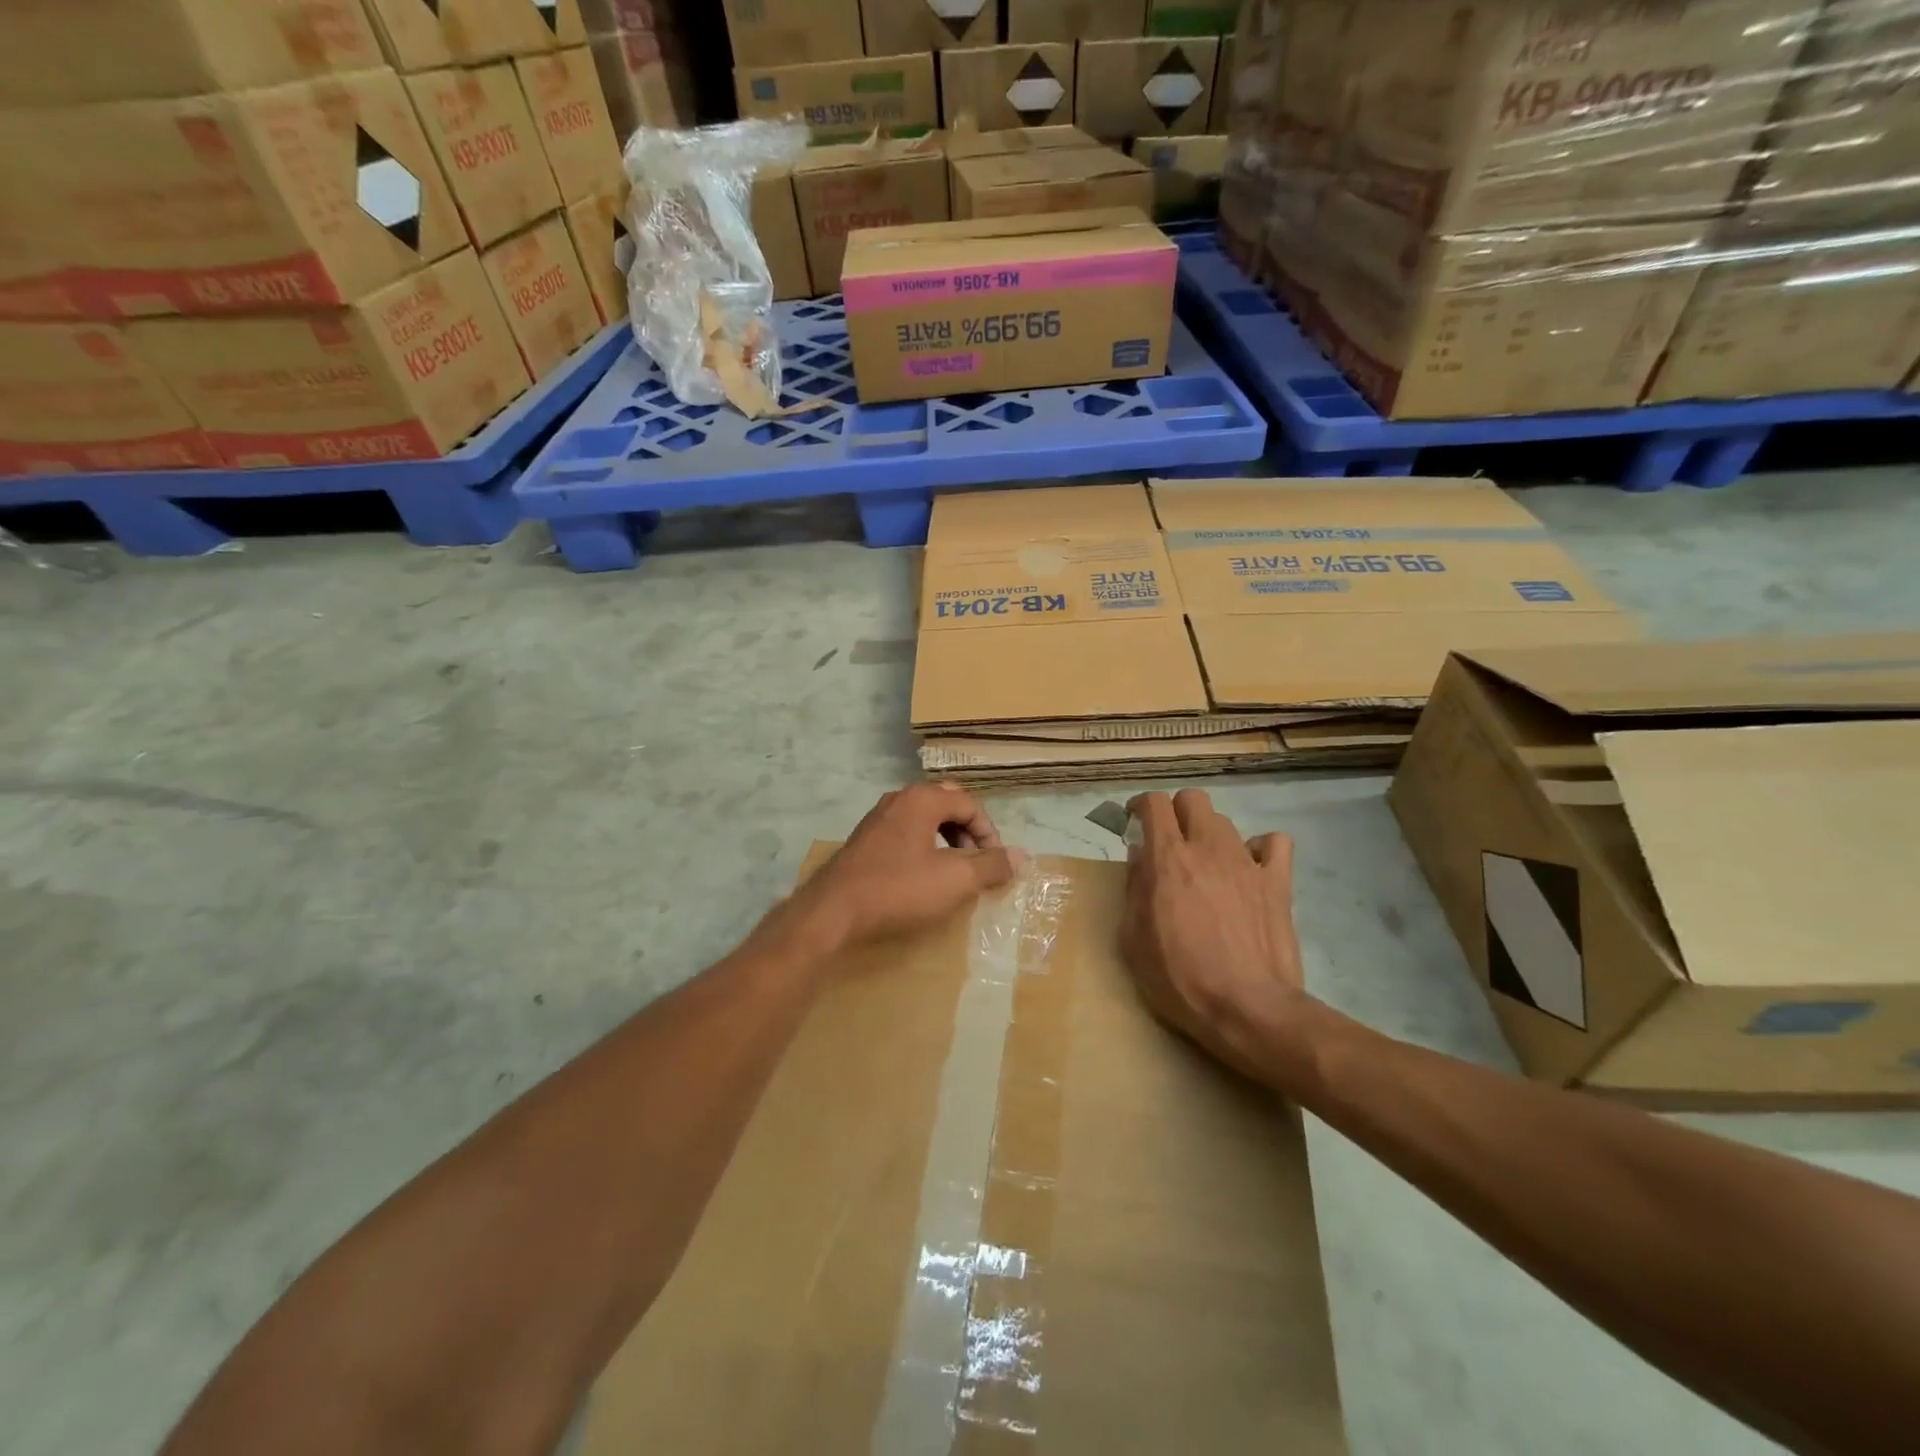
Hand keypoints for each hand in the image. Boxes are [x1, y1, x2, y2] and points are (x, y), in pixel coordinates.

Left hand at [780, 784, 1022, 954]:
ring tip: (954, 871)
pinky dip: (924, 847)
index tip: (996, 863)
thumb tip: (1021, 856)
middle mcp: (899, 799)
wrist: (833, 911)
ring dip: (947, 840)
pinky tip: (923, 876)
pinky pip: (906, 833)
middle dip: (968, 832)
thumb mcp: (954, 880)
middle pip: (946, 805)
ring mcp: (878, 818)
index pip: (969, 803)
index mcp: (921, 799)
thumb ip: (990, 865)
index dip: (989, 832)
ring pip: (924, 819)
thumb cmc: (898, 889)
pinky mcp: (865, 840)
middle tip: (977, 862)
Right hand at [1121, 790, 1308, 1080]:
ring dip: (1210, 834)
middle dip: (1177, 812)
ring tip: (1206, 864)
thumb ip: (1134, 889)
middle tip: (1169, 841)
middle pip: (1193, 799)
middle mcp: (1208, 848)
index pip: (1155, 803)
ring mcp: (1247, 862)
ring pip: (1226, 821)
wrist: (1248, 1010)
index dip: (1141, 806)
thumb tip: (1139, 855)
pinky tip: (1249, 870)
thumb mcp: (1133, 940)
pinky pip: (1274, 844)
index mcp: (1168, 859)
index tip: (1134, 821)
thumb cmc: (1180, 979)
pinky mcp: (1278, 882)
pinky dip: (1259, 849)